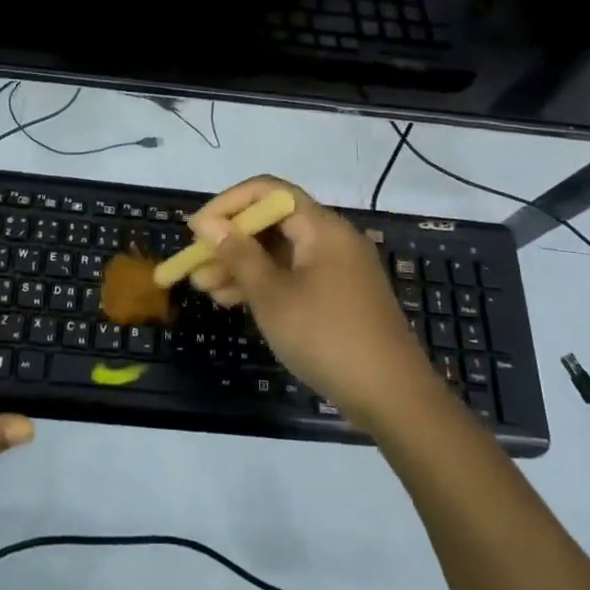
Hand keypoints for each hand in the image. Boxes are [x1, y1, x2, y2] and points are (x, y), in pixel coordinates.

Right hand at [187, 178, 435, 429]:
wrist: (393, 398)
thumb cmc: (327, 336)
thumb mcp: (272, 295)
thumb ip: (238, 254)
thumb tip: (208, 223)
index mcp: (321, 226)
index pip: (267, 191)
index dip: (228, 204)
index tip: (198, 229)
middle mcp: (331, 238)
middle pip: (272, 222)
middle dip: (230, 240)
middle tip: (195, 264)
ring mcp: (338, 268)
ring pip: (280, 253)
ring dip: (242, 265)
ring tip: (204, 288)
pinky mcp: (340, 296)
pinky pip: (294, 275)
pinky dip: (265, 283)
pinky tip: (234, 301)